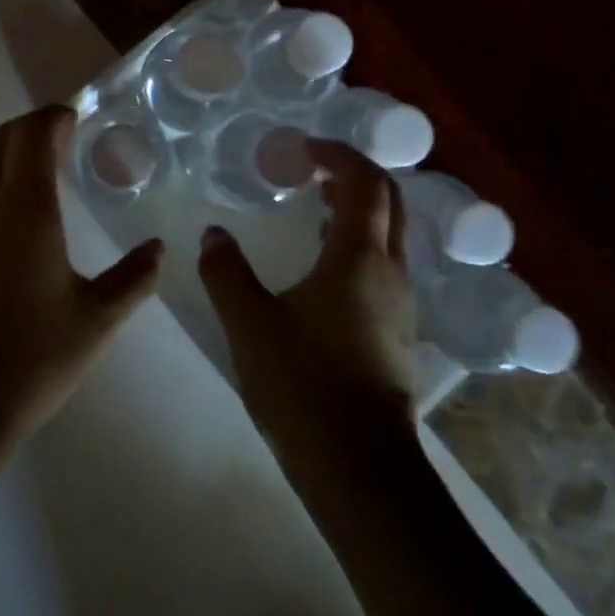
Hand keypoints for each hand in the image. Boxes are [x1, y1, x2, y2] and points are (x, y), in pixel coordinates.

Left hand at [0, 105, 163, 509]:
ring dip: (2, 163)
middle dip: (29, 130)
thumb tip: (159, 249)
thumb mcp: (97, 322)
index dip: (54, 116)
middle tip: (57, 145)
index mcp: (25, 208)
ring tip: (28, 187)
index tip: (73, 119)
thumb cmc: (29, 360)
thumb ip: (133, 279)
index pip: (34, 133)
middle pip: (0, 140)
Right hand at [197, 139, 420, 475]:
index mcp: (359, 257)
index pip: (363, 181)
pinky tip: (323, 263)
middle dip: (354, 174)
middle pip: (388, 200)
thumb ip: (227, 272)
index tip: (303, 147)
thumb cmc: (304, 385)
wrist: (360, 468)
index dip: (336, 154)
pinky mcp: (397, 330)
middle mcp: (390, 270)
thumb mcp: (250, 323)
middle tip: (312, 167)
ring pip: (389, 234)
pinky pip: (383, 264)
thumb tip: (214, 236)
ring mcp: (400, 302)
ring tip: (315, 205)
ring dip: (358, 208)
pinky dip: (358, 242)